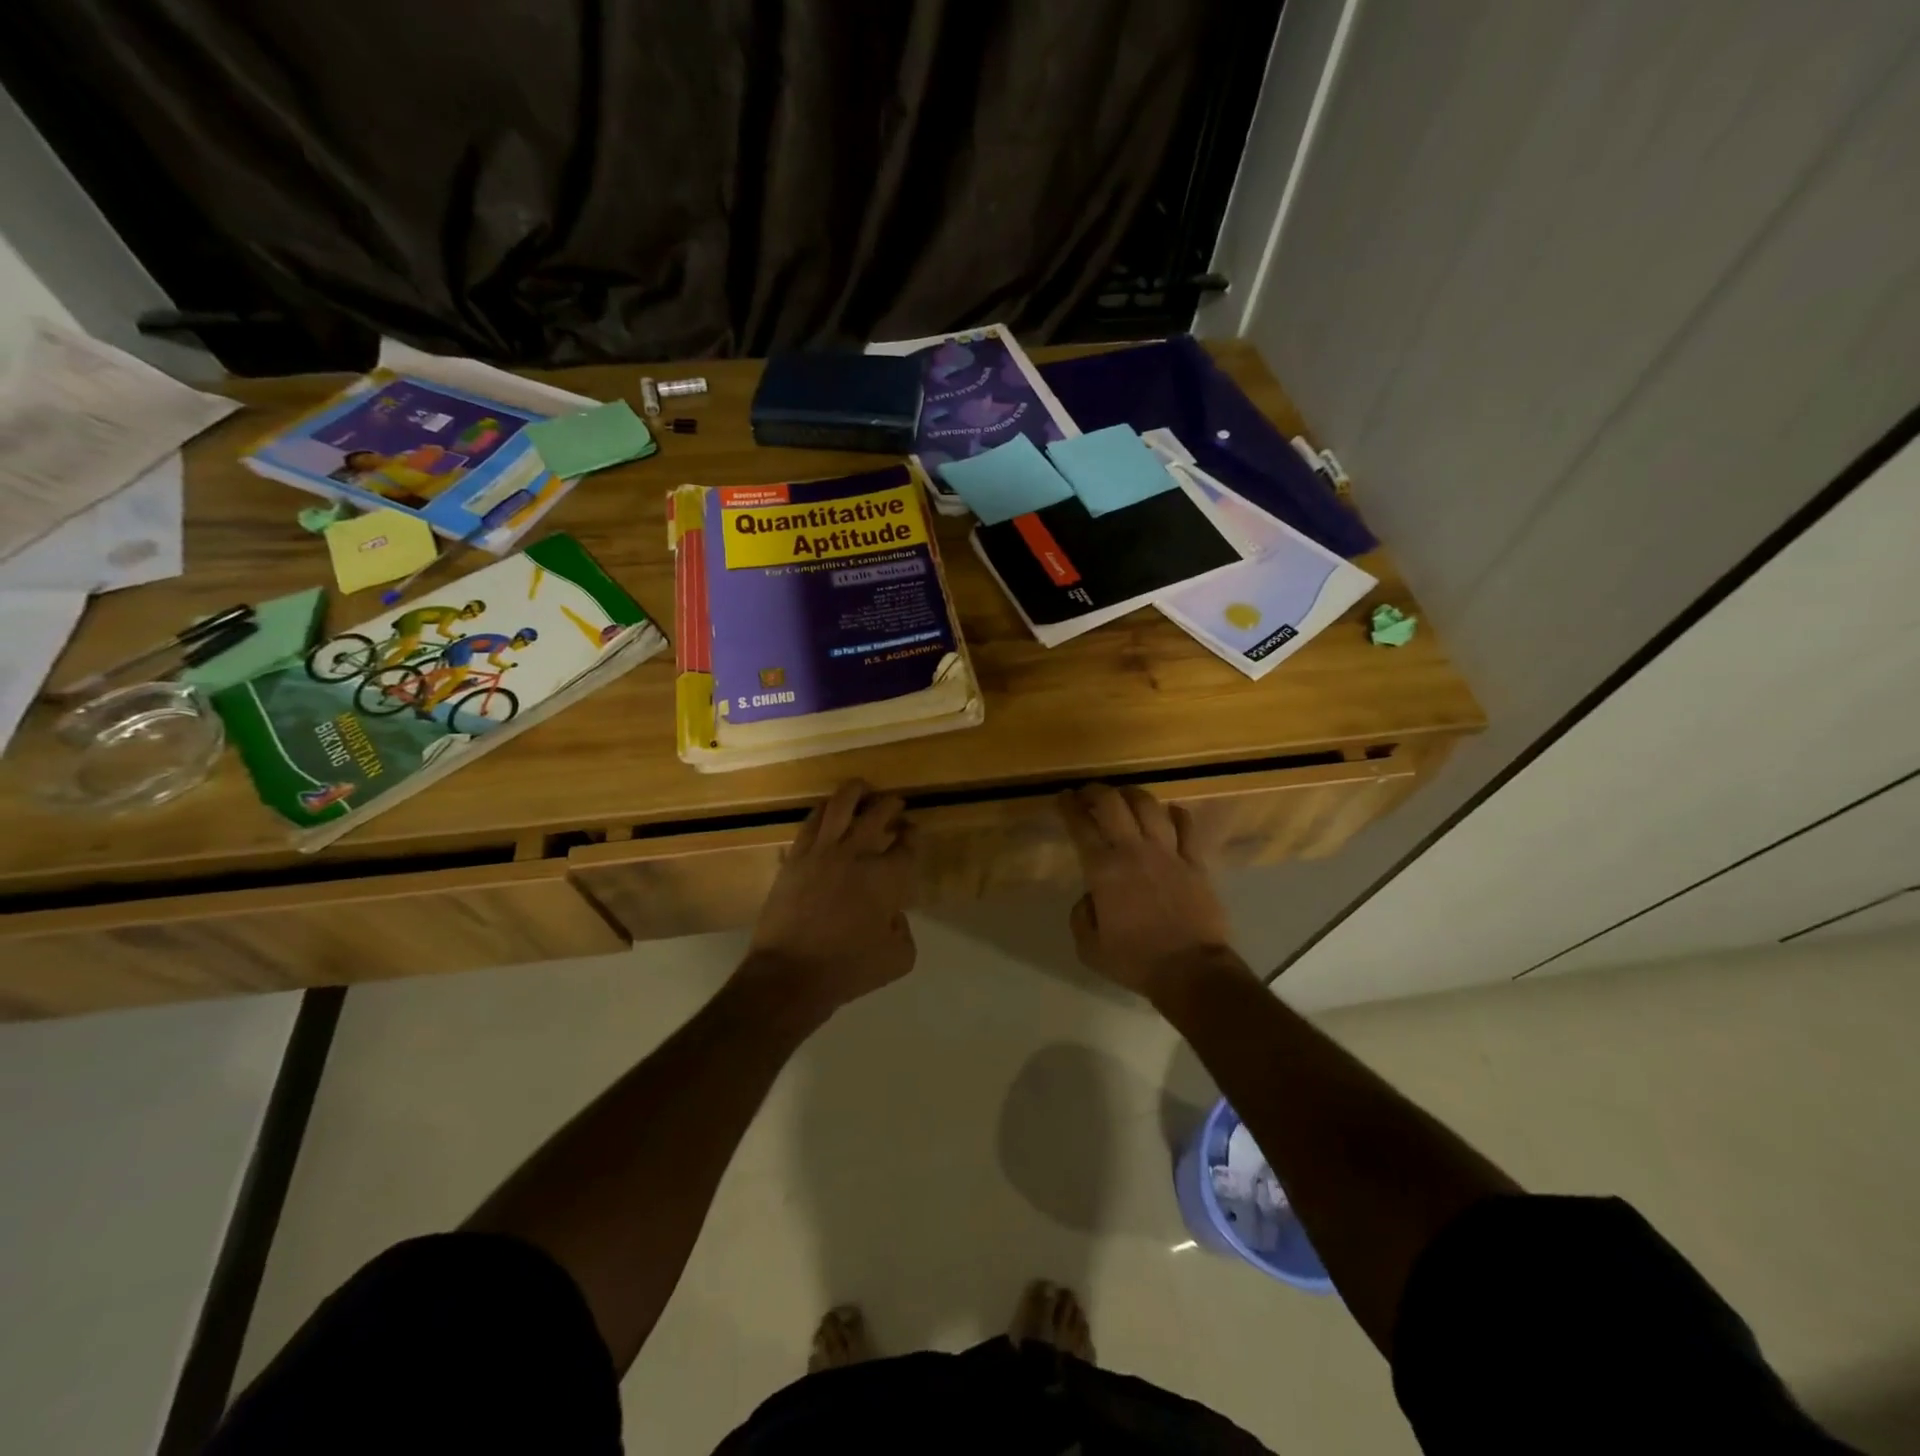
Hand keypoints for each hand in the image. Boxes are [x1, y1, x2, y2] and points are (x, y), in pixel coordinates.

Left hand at [745, 779, 916, 1017]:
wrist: (790, 974)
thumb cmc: (848, 969)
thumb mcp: (898, 959)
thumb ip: (904, 930)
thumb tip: (892, 914)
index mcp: (886, 878)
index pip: (906, 845)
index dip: (912, 834)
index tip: (911, 831)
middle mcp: (857, 854)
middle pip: (878, 813)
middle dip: (891, 805)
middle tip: (894, 804)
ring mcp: (822, 852)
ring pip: (840, 805)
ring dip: (855, 792)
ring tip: (861, 789)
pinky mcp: (795, 858)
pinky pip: (811, 822)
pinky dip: (824, 811)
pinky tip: (827, 810)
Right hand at [1057, 784, 1241, 999]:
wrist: (1192, 971)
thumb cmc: (1136, 961)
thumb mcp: (1089, 948)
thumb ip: (1081, 916)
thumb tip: (1090, 897)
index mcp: (1104, 870)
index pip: (1080, 826)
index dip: (1068, 806)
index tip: (1062, 797)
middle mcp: (1134, 851)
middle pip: (1113, 803)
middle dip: (1095, 791)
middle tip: (1087, 793)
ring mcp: (1169, 853)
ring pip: (1149, 806)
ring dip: (1132, 794)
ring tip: (1124, 796)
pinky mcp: (1196, 862)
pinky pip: (1188, 826)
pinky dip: (1177, 814)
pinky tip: (1170, 813)